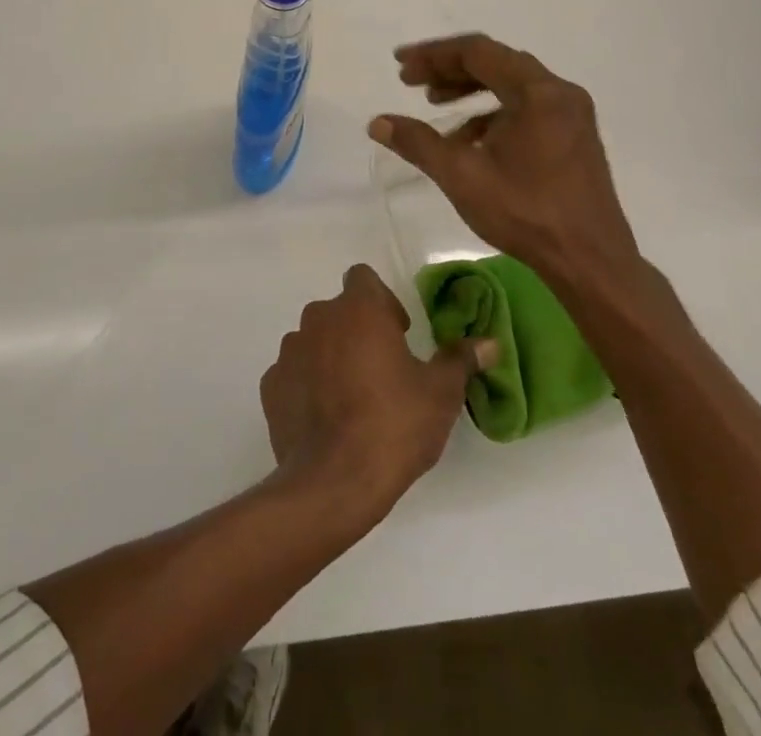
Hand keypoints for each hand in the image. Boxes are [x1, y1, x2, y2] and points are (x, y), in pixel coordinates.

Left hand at [260, 264, 494, 519]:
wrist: (333, 482)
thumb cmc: (394, 425)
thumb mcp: (440, 394)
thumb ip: (461, 360)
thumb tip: (490, 343)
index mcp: (358, 309)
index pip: (363, 278)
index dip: (382, 300)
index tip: (399, 334)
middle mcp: (318, 318)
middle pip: (340, 311)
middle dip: (358, 331)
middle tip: (382, 371)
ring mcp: (289, 351)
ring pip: (314, 340)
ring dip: (331, 357)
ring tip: (353, 399)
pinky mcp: (271, 385)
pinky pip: (294, 373)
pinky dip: (307, 386)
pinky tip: (326, 420)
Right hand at [368, 33, 642, 294]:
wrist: (590, 262)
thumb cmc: (526, 214)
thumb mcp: (462, 176)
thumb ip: (418, 143)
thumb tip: (377, 123)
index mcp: (537, 91)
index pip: (477, 52)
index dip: (433, 55)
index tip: (400, 64)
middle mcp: (559, 92)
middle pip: (496, 63)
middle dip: (449, 69)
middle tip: (410, 81)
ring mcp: (571, 114)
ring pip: (511, 85)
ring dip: (470, 89)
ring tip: (434, 104)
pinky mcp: (573, 135)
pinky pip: (526, 108)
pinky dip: (493, 113)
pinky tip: (468, 139)